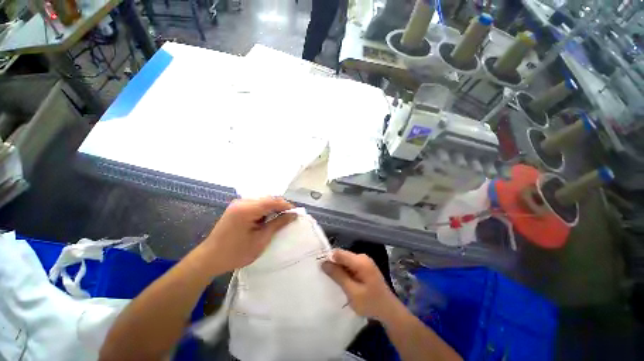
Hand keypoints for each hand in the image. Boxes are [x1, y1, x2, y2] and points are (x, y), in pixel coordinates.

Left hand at [202, 197, 295, 274]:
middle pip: (267, 199)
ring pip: (262, 201)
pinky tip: (268, 219)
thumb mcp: (261, 240)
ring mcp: (238, 204)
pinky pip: (256, 205)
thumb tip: (293, 215)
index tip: (296, 213)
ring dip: (273, 208)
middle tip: (289, 217)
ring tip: (281, 218)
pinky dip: (264, 210)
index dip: (286, 205)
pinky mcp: (236, 208)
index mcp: (247, 209)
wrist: (209, 259)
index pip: (272, 201)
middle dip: (280, 206)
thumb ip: (278, 224)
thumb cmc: (236, 253)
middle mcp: (242, 202)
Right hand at [321, 249, 400, 322]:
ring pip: (345, 261)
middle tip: (324, 276)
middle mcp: (362, 257)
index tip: (319, 267)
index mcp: (360, 261)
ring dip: (338, 269)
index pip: (338, 253)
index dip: (328, 258)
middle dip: (333, 264)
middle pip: (342, 256)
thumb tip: (323, 263)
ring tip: (331, 280)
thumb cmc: (371, 303)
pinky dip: (344, 271)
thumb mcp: (352, 292)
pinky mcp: (364, 267)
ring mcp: (364, 261)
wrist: (389, 310)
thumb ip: (338, 276)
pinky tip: (341, 281)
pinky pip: (350, 265)